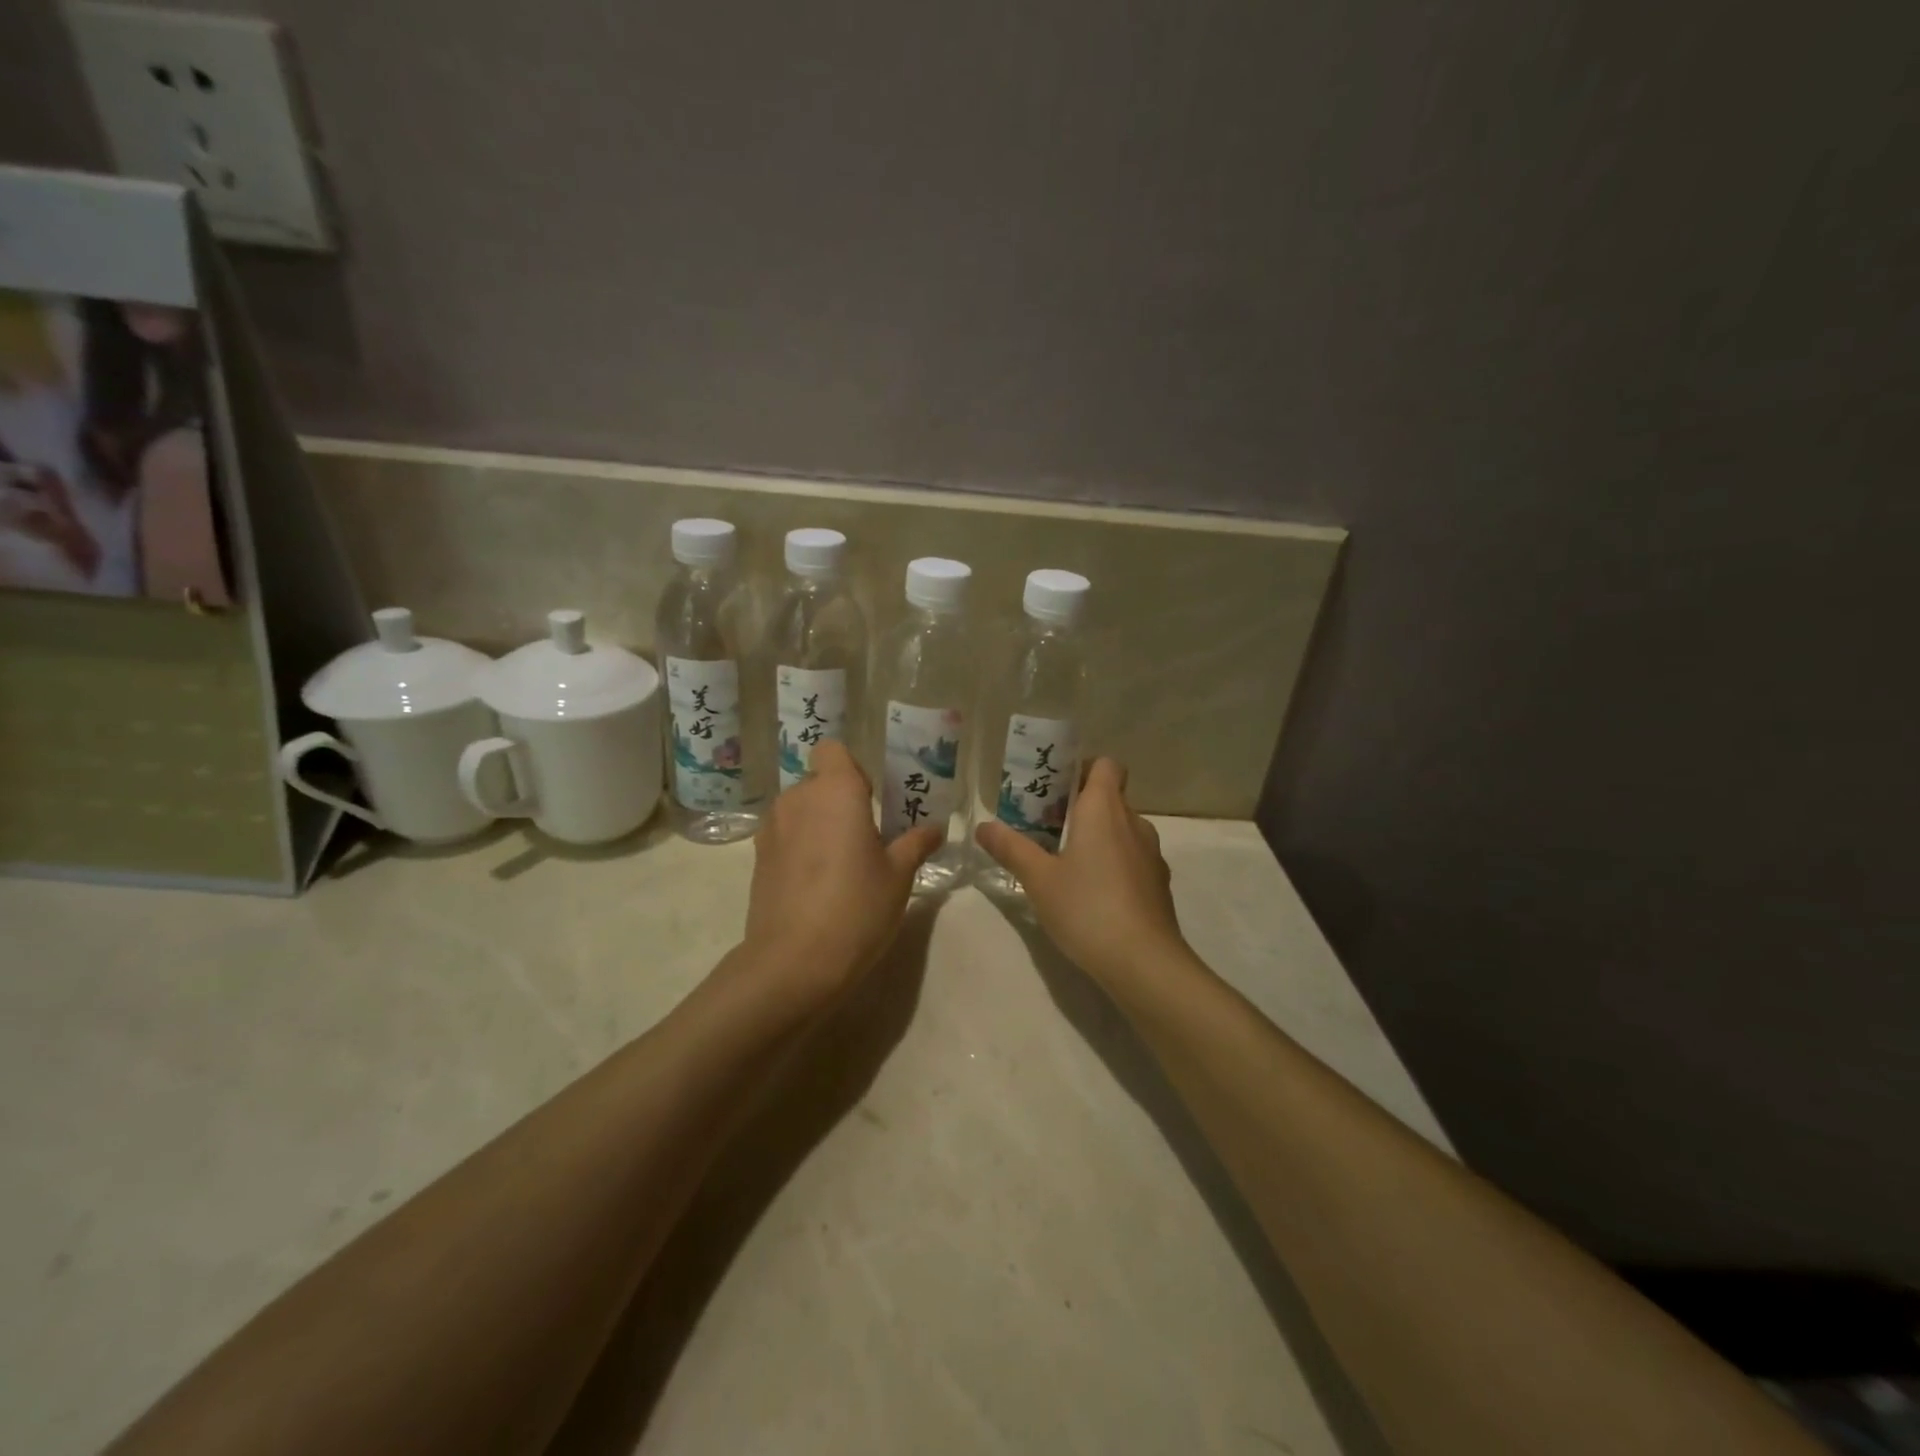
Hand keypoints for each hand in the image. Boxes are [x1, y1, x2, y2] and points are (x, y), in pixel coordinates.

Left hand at [739, 739, 942, 1003]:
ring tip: (840, 865)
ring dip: (819, 825)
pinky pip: (785, 836)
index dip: (852, 770)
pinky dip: (800, 848)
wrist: (794, 962)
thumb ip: (915, 844)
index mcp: (836, 791)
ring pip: (799, 810)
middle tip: (866, 839)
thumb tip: (935, 829)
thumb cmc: (857, 907)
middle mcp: (798, 799)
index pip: (833, 750)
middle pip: (818, 782)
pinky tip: (816, 885)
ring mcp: (772, 828)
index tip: (871, 801)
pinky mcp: (758, 858)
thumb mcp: (899, 876)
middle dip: (839, 801)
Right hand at [975, 759, 1190, 987]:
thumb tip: (983, 826)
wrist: (1144, 962)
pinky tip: (1091, 892)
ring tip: (1064, 860)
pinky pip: (1132, 857)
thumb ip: (1011, 848)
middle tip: (1045, 825)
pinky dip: (1113, 862)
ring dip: (1097, 835)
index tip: (1056, 787)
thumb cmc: (1086, 907)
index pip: (1107, 765)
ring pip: (1122, 829)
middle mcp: (1133, 822)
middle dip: (1080, 805)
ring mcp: (1151, 854)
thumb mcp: (1038, 879)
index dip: (1083, 768)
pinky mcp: (1158, 883)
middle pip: (1110, 797)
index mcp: (1104, 809)